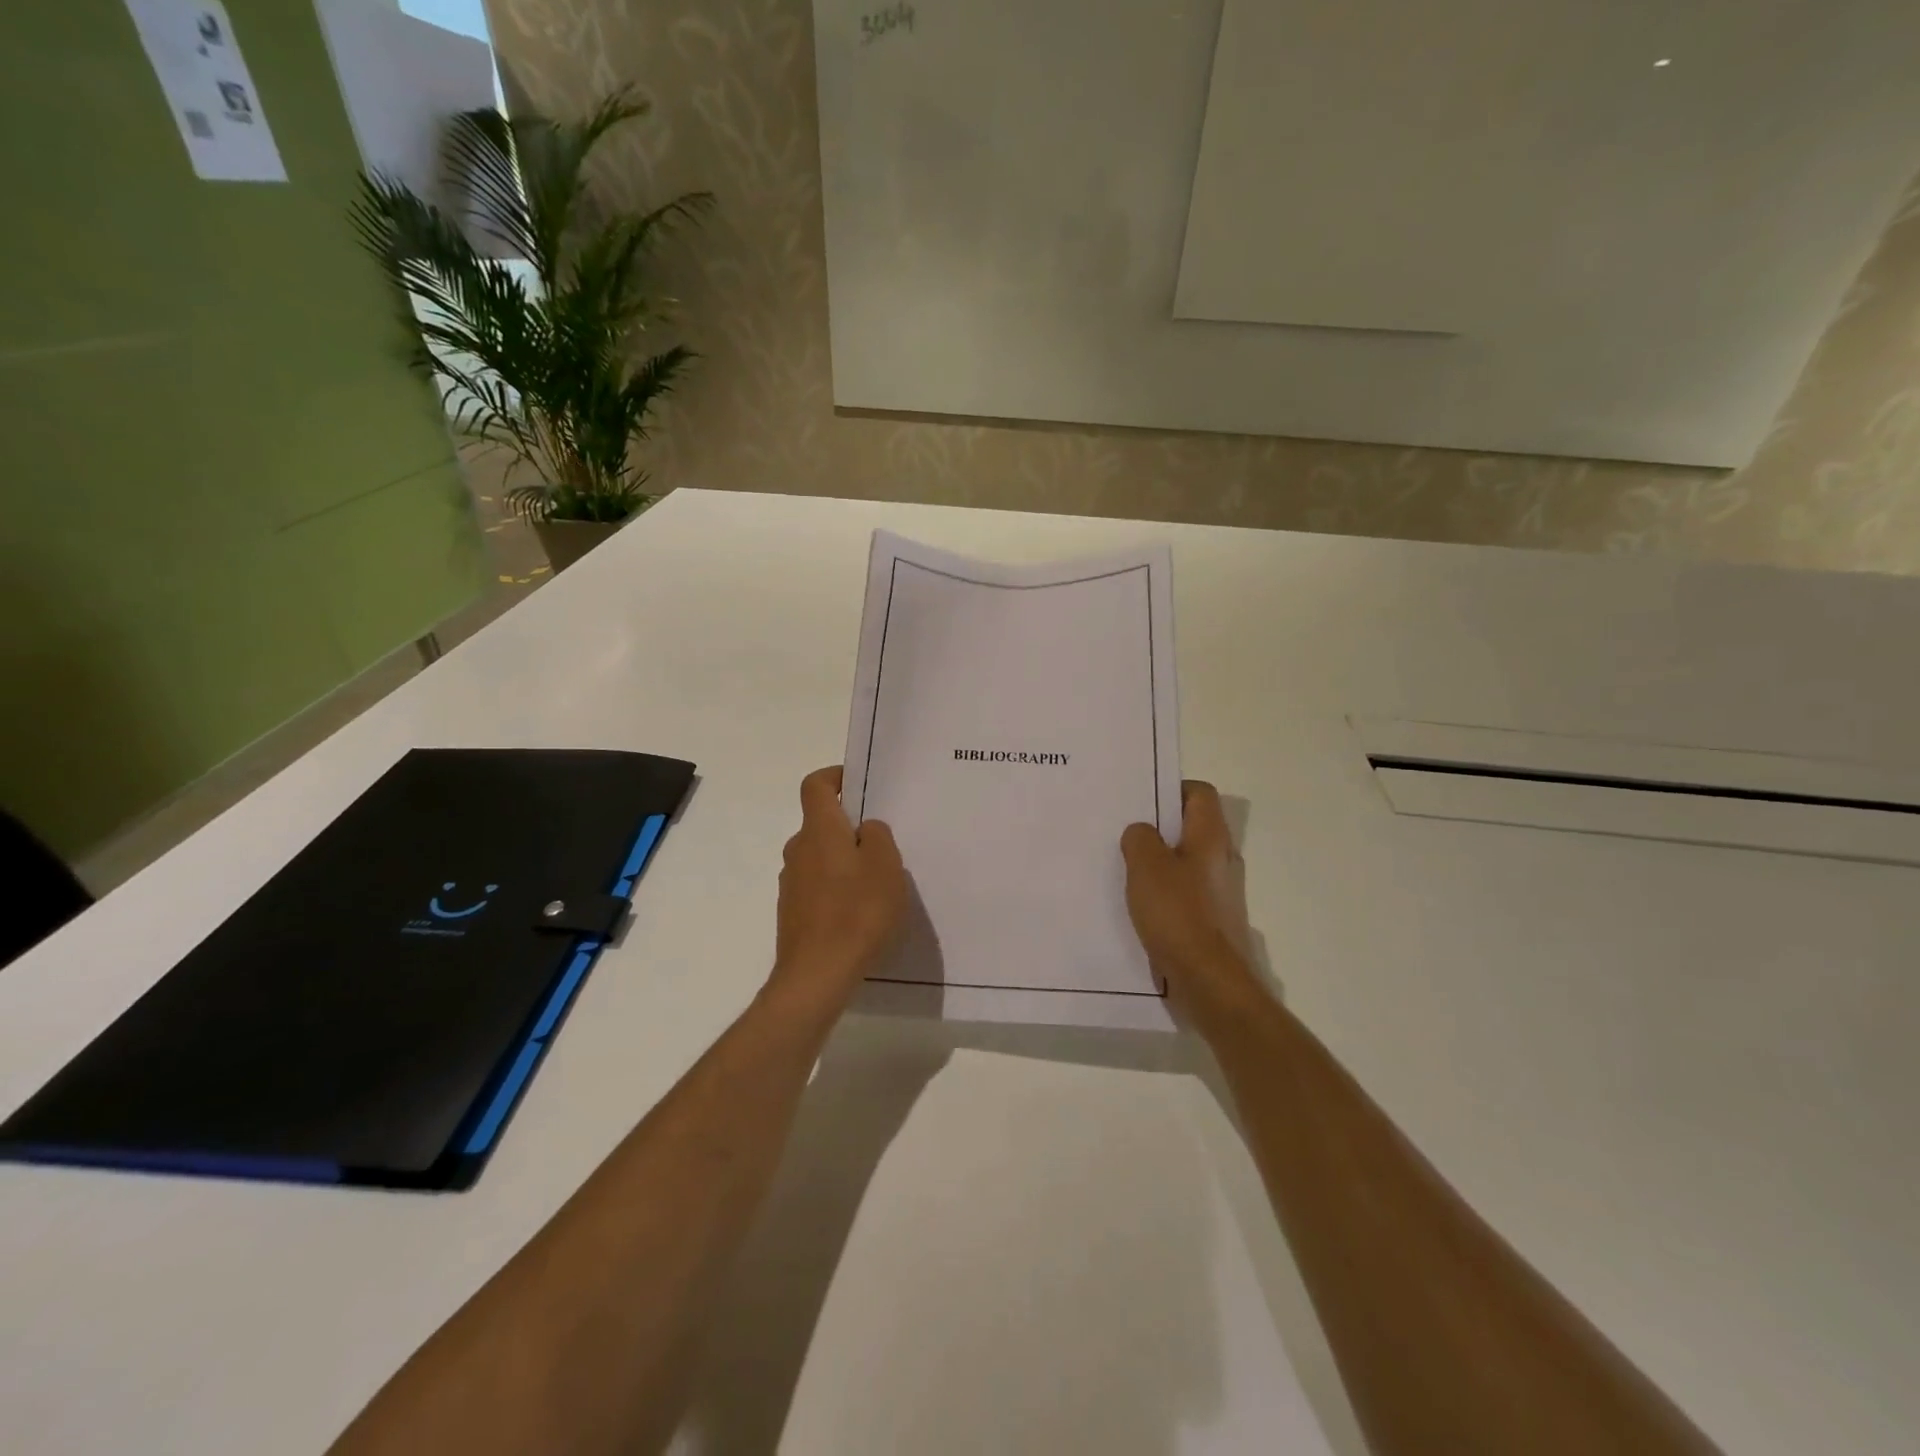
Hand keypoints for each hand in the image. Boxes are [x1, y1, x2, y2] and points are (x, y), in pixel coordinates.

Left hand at [772, 766, 908, 1004]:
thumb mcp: (886, 866)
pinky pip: (817, 886)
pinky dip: (837, 889)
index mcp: (819, 830)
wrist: (817, 975)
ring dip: (844, 861)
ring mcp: (791, 883)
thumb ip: (878, 836)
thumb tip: (865, 829)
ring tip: (877, 884)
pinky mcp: (792, 912)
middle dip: (850, 828)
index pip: (815, 785)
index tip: (859, 784)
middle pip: (821, 824)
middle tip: (884, 845)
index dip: (835, 776)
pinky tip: (859, 914)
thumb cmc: (857, 912)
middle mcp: (798, 850)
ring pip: (820, 857)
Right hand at [1120, 781, 1261, 1018]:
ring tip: (1126, 868)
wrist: (1209, 982)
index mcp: (1211, 838)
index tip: (1142, 802)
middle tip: (1126, 833)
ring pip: (1188, 862)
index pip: (1200, 793)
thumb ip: (1139, 838)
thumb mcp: (1146, 866)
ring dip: (1160, 862)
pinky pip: (1186, 892)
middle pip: (1193, 827)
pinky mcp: (1213, 920)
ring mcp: (1221, 892)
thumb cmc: (1178, 915)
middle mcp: (1223, 860)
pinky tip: (1140, 905)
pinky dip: (1165, 892)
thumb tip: (1142, 833)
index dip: (1172, 789)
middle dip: (1160, 827)